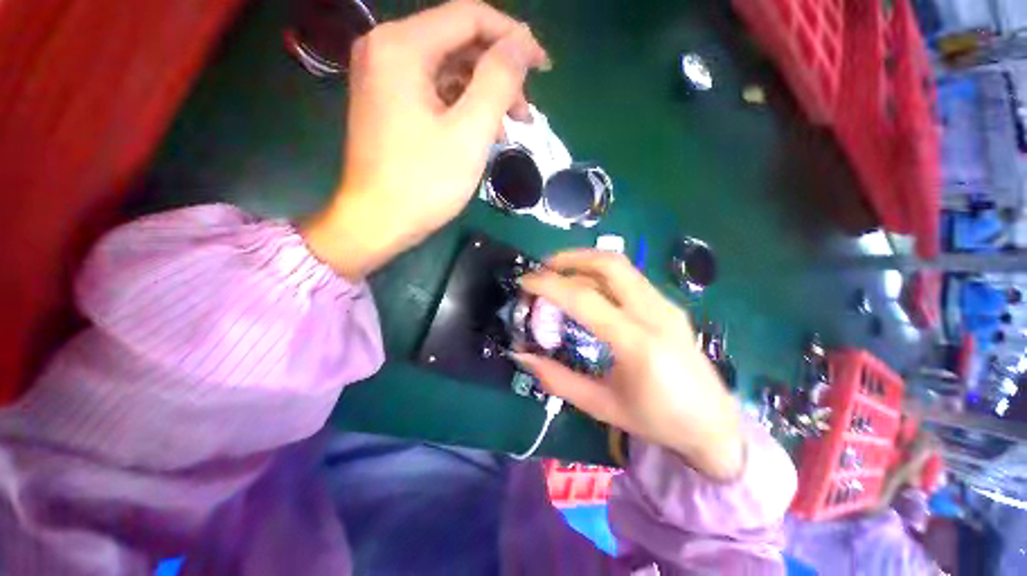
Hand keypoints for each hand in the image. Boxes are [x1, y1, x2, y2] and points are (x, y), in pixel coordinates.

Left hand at [303, 0, 549, 279]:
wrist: (378, 222)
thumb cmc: (424, 182)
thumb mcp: (470, 132)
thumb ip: (499, 80)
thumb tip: (522, 44)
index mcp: (402, 46)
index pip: (470, 17)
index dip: (513, 37)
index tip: (543, 67)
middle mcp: (387, 49)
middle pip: (459, 42)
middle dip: (499, 72)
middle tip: (525, 111)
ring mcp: (384, 76)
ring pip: (449, 68)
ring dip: (484, 93)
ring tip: (510, 126)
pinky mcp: (388, 101)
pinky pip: (435, 90)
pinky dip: (463, 105)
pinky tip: (483, 131)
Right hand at [514, 250, 744, 480]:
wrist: (715, 425)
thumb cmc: (657, 421)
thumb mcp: (601, 405)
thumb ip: (558, 379)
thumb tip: (522, 356)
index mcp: (637, 343)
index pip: (585, 298)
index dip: (549, 284)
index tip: (525, 281)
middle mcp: (655, 313)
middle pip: (609, 264)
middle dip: (570, 258)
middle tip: (544, 268)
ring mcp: (666, 305)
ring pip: (621, 265)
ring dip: (585, 261)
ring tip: (560, 273)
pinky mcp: (668, 305)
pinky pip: (629, 277)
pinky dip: (600, 273)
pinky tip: (587, 288)